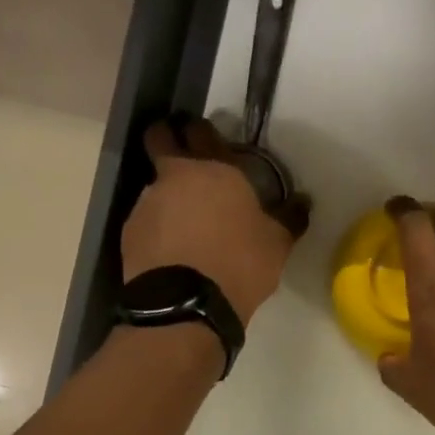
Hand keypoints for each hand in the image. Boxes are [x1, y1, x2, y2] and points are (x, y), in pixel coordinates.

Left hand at [123, 117, 310, 323]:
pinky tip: (172, 248)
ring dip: (167, 194)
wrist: (186, 305)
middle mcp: (176, 176)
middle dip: (167, 139)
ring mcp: (147, 202)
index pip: (201, 130)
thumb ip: (289, 217)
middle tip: (182, 157)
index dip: (200, 130)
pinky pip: (146, 219)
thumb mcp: (277, 244)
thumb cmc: (240, 264)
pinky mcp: (130, 232)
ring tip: (184, 221)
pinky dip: (158, 226)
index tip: (205, 137)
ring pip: (154, 184)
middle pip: (160, 140)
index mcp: (216, 169)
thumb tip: (304, 201)